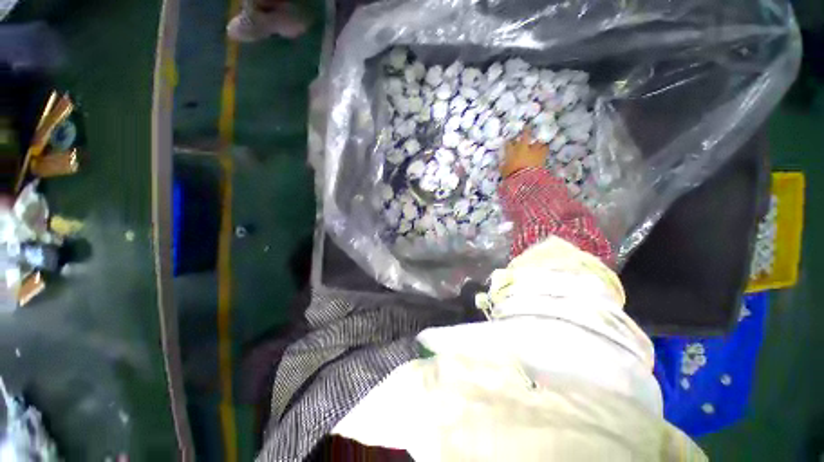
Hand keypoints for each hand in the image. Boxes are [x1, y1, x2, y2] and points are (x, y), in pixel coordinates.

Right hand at [501, 130, 548, 177]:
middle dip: (526, 131)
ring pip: (538, 142)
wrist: (525, 179)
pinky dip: (544, 151)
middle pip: (525, 136)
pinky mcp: (542, 156)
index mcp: (511, 152)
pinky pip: (545, 150)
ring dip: (538, 143)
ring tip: (539, 144)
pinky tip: (544, 151)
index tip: (508, 142)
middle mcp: (523, 148)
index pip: (509, 144)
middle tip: (527, 127)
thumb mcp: (504, 171)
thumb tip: (502, 165)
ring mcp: (534, 151)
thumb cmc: (511, 175)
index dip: (508, 143)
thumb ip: (503, 166)